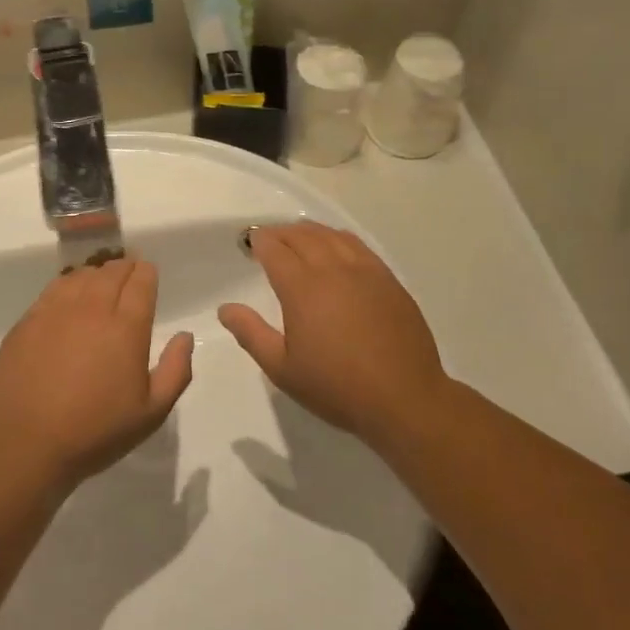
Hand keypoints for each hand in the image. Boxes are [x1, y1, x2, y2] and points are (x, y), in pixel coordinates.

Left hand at [0, 259, 194, 491]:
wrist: (26, 445)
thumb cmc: (96, 432)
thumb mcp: (151, 412)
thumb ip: (176, 370)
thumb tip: (184, 336)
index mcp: (126, 327)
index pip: (140, 281)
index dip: (146, 273)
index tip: (148, 274)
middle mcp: (92, 309)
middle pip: (111, 272)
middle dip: (124, 267)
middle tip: (128, 272)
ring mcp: (56, 312)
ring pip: (81, 275)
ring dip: (96, 274)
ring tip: (100, 281)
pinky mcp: (28, 321)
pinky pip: (53, 289)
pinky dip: (67, 284)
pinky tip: (68, 295)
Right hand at [218, 223, 451, 443]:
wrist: (404, 398)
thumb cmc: (337, 387)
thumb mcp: (282, 368)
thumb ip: (251, 333)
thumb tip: (225, 308)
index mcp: (302, 288)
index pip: (275, 250)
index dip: (260, 241)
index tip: (249, 242)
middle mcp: (333, 269)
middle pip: (302, 236)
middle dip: (280, 232)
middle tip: (268, 238)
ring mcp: (365, 271)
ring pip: (331, 235)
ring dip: (309, 231)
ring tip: (297, 236)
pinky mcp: (388, 279)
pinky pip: (358, 245)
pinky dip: (338, 238)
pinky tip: (336, 247)